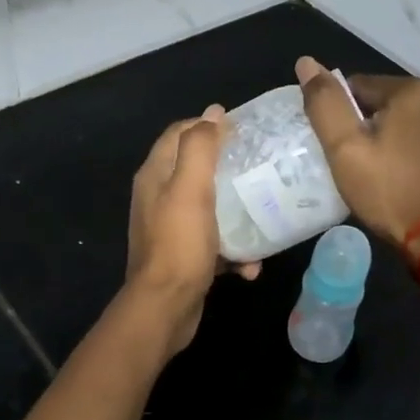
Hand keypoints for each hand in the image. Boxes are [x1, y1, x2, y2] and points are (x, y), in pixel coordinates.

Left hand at [125, 105, 258, 355]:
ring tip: (265, 214)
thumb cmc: (179, 243)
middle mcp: (158, 197)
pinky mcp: (184, 256)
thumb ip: (200, 147)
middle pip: (196, 169)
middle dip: (228, 167)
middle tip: (260, 167)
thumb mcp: (191, 188)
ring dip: (237, 213)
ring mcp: (170, 229)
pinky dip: (233, 250)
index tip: (243, 131)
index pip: (179, 133)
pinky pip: (214, 242)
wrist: (166, 307)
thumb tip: (213, 112)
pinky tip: (251, 264)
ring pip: (209, 207)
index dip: (208, 126)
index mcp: (155, 175)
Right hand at [296, 56, 419, 253]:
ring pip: (412, 120)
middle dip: (371, 127)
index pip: (357, 87)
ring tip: (387, 175)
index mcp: (411, 90)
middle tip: (362, 166)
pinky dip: (418, 150)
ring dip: (396, 137)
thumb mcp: (345, 150)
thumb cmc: (392, 194)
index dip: (343, 118)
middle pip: (387, 102)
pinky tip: (412, 178)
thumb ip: (325, 104)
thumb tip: (306, 62)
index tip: (342, 151)